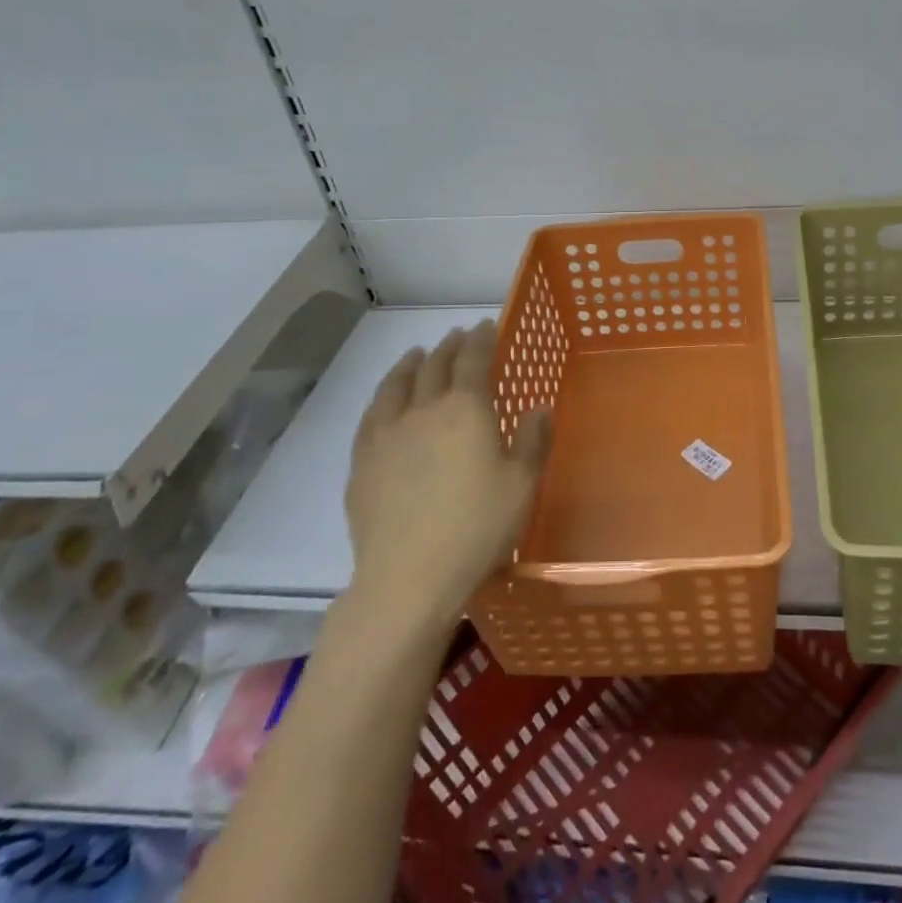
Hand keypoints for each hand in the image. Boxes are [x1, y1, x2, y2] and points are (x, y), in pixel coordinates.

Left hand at [344, 320, 551, 628]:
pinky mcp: (362, 462)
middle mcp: (423, 410)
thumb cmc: (477, 528)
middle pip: (434, 366)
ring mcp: (386, 434)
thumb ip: (533, 441)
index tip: (486, 325)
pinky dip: (383, 396)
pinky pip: (371, 415)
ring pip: (397, 384)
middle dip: (449, 346)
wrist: (408, 577)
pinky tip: (385, 401)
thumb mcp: (522, 485)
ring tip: (417, 354)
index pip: (473, 359)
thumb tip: (539, 407)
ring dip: (410, 363)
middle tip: (458, 335)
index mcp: (466, 410)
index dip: (481, 338)